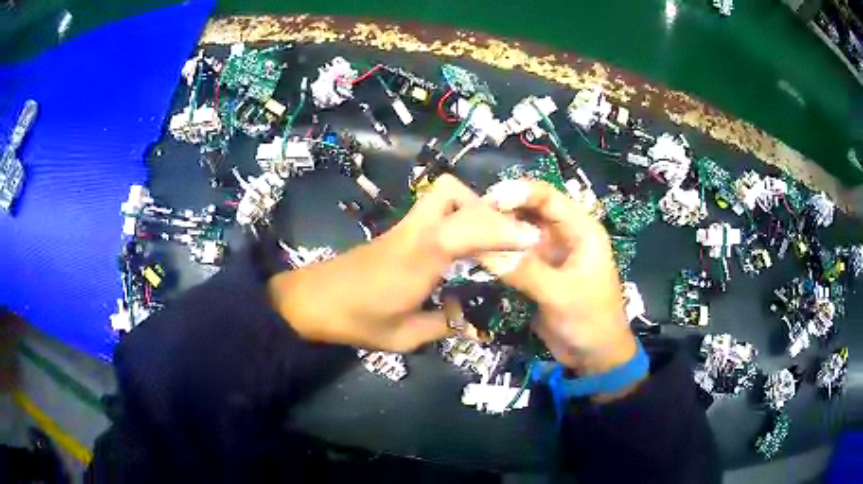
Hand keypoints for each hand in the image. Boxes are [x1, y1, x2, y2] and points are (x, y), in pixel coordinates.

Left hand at [267, 174, 541, 351]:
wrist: (311, 301)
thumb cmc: (356, 320)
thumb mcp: (404, 336)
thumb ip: (444, 325)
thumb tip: (469, 318)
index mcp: (419, 257)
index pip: (467, 228)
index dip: (503, 230)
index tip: (532, 241)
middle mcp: (414, 231)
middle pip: (451, 192)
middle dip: (486, 210)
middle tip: (506, 239)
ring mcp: (404, 226)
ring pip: (441, 193)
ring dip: (470, 208)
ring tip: (487, 240)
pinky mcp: (397, 230)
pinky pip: (434, 209)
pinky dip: (457, 216)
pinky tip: (462, 246)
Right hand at [482, 179, 637, 376]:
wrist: (595, 355)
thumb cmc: (590, 320)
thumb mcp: (561, 294)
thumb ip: (525, 271)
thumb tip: (483, 251)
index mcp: (581, 230)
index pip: (548, 197)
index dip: (518, 193)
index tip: (487, 201)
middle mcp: (564, 235)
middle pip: (530, 211)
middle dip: (502, 212)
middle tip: (469, 219)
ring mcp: (550, 253)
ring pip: (519, 232)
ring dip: (497, 233)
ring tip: (466, 235)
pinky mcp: (538, 272)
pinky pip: (515, 255)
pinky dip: (498, 254)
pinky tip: (476, 255)